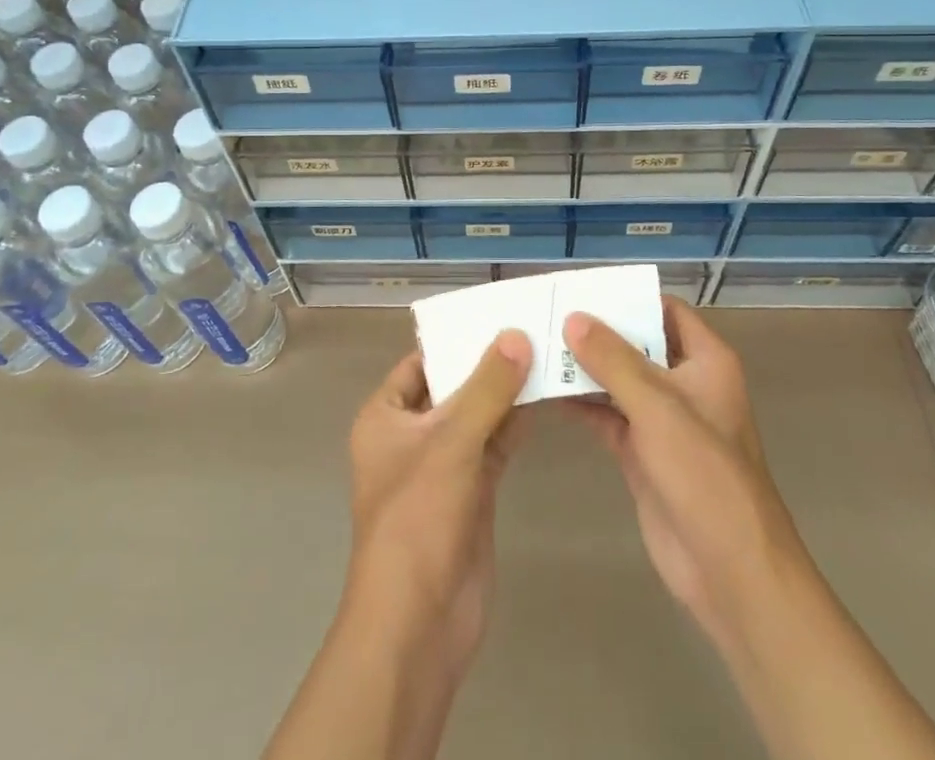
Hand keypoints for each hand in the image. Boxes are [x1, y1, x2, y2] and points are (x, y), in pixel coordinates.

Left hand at [264, 333, 532, 759]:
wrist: (419, 624)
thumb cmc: (418, 520)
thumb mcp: (451, 443)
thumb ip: (487, 388)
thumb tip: (516, 335)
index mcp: (386, 416)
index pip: (421, 360)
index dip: (456, 337)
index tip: (498, 312)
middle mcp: (411, 435)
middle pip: (453, 385)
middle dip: (488, 362)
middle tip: (533, 325)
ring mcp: (442, 466)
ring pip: (477, 415)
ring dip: (507, 392)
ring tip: (547, 352)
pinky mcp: (471, 492)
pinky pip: (494, 445)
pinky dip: (516, 424)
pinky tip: (546, 398)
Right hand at [564, 299, 806, 650]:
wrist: (730, 570)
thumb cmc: (704, 474)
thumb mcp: (658, 407)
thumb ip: (613, 360)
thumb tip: (574, 317)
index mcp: (705, 361)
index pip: (664, 310)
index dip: (628, 297)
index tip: (581, 288)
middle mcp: (684, 383)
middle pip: (636, 343)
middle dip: (595, 331)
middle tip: (546, 313)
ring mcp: (662, 420)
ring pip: (617, 380)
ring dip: (582, 367)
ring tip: (535, 345)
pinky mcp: (642, 452)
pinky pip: (606, 415)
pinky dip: (579, 403)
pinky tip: (543, 391)